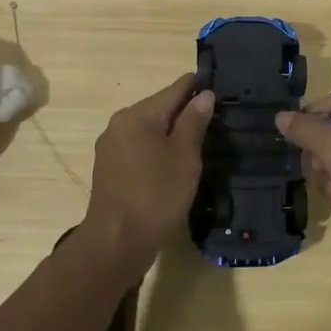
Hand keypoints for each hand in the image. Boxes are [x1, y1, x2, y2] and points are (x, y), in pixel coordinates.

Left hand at [82, 73, 214, 278]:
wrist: (116, 244)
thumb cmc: (156, 195)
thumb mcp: (184, 156)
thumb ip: (194, 122)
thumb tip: (204, 94)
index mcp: (137, 115)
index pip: (175, 89)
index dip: (198, 86)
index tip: (220, 86)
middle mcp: (120, 124)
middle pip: (160, 108)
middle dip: (186, 111)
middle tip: (216, 118)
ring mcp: (111, 148)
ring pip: (150, 130)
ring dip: (172, 133)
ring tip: (200, 140)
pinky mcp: (110, 170)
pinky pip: (140, 148)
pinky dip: (158, 150)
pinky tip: (175, 163)